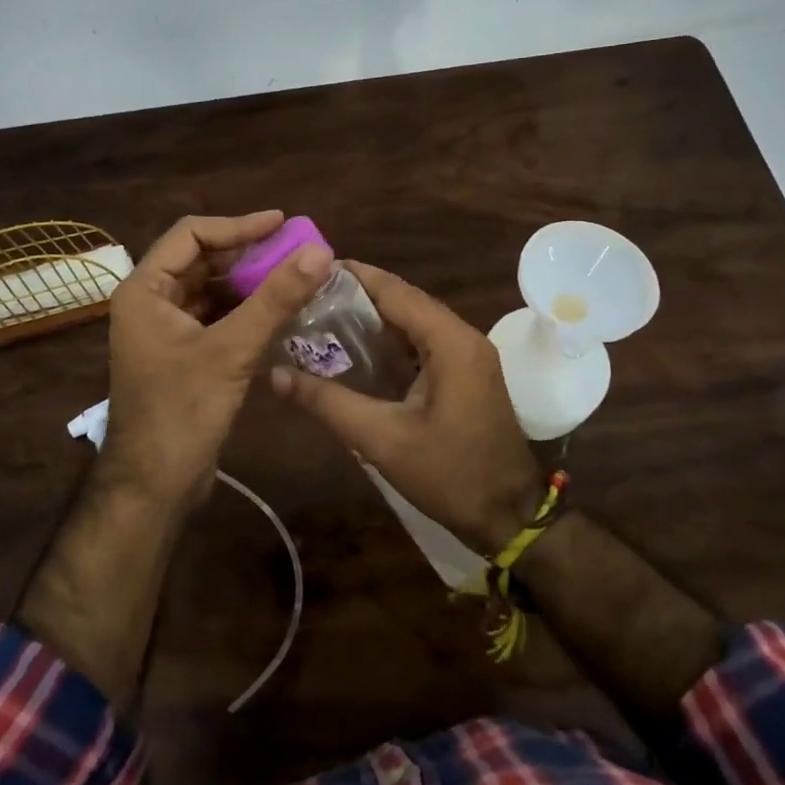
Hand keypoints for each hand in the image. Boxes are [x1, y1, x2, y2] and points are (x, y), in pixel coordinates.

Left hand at [103, 211, 330, 510]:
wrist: (155, 484)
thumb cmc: (182, 411)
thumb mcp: (232, 350)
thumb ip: (275, 298)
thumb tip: (319, 251)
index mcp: (144, 290)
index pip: (191, 235)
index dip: (238, 225)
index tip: (283, 224)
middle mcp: (150, 302)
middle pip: (202, 261)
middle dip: (249, 255)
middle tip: (296, 251)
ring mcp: (165, 330)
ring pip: (212, 291)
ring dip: (250, 284)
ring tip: (295, 277)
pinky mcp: (183, 355)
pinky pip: (217, 318)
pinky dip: (246, 311)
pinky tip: (280, 312)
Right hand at [270, 261, 543, 555]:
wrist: (509, 515)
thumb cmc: (449, 475)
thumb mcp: (381, 439)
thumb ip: (327, 402)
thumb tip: (275, 374)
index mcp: (450, 342)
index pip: (395, 291)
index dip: (353, 276)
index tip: (310, 268)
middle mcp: (463, 336)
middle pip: (405, 300)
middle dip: (358, 295)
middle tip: (308, 295)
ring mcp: (469, 354)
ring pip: (414, 320)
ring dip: (374, 316)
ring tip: (323, 316)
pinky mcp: (467, 372)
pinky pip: (424, 341)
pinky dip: (391, 339)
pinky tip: (357, 349)